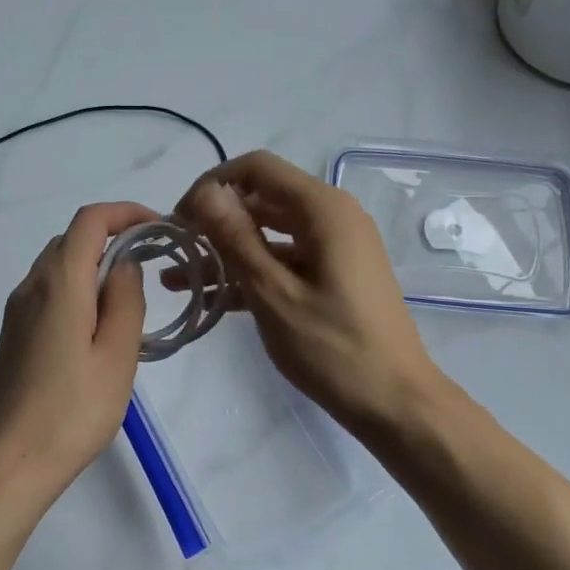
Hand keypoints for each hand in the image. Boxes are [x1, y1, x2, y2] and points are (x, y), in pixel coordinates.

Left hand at [0, 201, 153, 502]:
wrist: (6, 461)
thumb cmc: (71, 412)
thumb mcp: (117, 356)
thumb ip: (126, 301)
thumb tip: (124, 264)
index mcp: (59, 282)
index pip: (89, 220)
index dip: (125, 212)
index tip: (158, 229)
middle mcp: (31, 286)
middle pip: (71, 240)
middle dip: (113, 239)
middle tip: (151, 269)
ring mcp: (16, 311)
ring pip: (58, 268)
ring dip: (94, 268)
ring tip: (129, 302)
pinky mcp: (13, 335)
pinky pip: (48, 294)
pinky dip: (77, 292)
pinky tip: (96, 330)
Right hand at [171, 151, 445, 441]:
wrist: (394, 402)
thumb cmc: (333, 348)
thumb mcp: (273, 293)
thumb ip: (236, 238)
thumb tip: (204, 192)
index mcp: (323, 210)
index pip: (257, 168)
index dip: (212, 185)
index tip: (179, 220)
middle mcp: (332, 217)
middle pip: (262, 198)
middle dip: (214, 219)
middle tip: (175, 249)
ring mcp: (333, 248)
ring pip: (268, 233)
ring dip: (225, 250)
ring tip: (178, 277)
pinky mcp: (331, 276)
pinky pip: (283, 261)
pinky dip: (249, 273)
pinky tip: (209, 296)